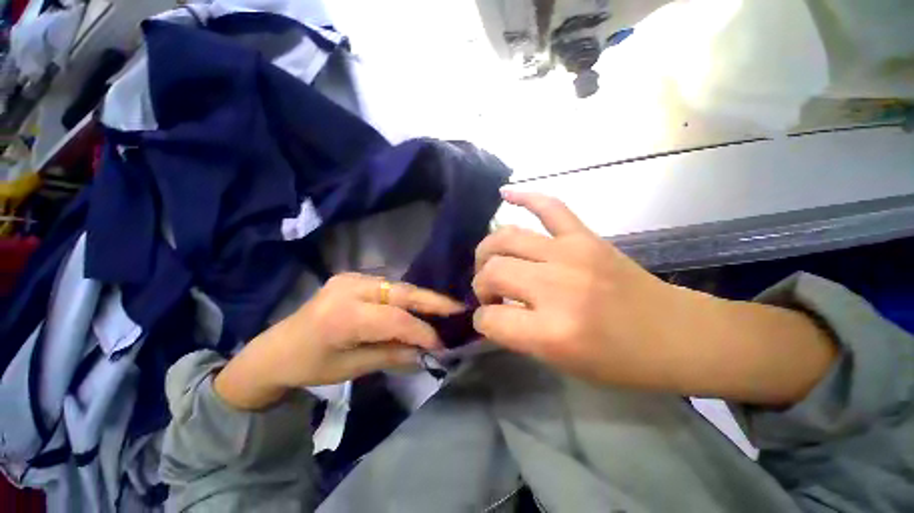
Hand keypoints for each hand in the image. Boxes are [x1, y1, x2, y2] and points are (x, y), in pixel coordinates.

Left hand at [215, 273, 463, 409]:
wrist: (276, 349)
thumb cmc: (310, 365)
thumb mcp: (352, 368)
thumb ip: (393, 355)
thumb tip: (428, 352)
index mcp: (343, 316)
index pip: (395, 319)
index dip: (423, 331)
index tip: (443, 344)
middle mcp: (349, 288)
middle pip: (401, 293)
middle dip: (433, 302)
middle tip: (458, 309)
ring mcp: (351, 278)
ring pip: (398, 286)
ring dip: (422, 299)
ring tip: (444, 309)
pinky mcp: (353, 277)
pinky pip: (389, 286)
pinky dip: (407, 296)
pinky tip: (419, 305)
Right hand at [473, 190, 688, 390]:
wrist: (678, 335)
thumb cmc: (621, 362)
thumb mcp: (562, 363)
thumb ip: (519, 335)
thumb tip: (492, 313)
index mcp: (552, 332)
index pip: (491, 318)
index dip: (483, 321)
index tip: (488, 321)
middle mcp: (556, 287)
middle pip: (493, 271)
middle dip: (481, 284)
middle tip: (491, 292)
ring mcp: (572, 253)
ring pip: (506, 237)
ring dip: (489, 250)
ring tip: (491, 261)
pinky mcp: (586, 236)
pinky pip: (549, 206)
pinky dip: (524, 198)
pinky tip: (505, 194)